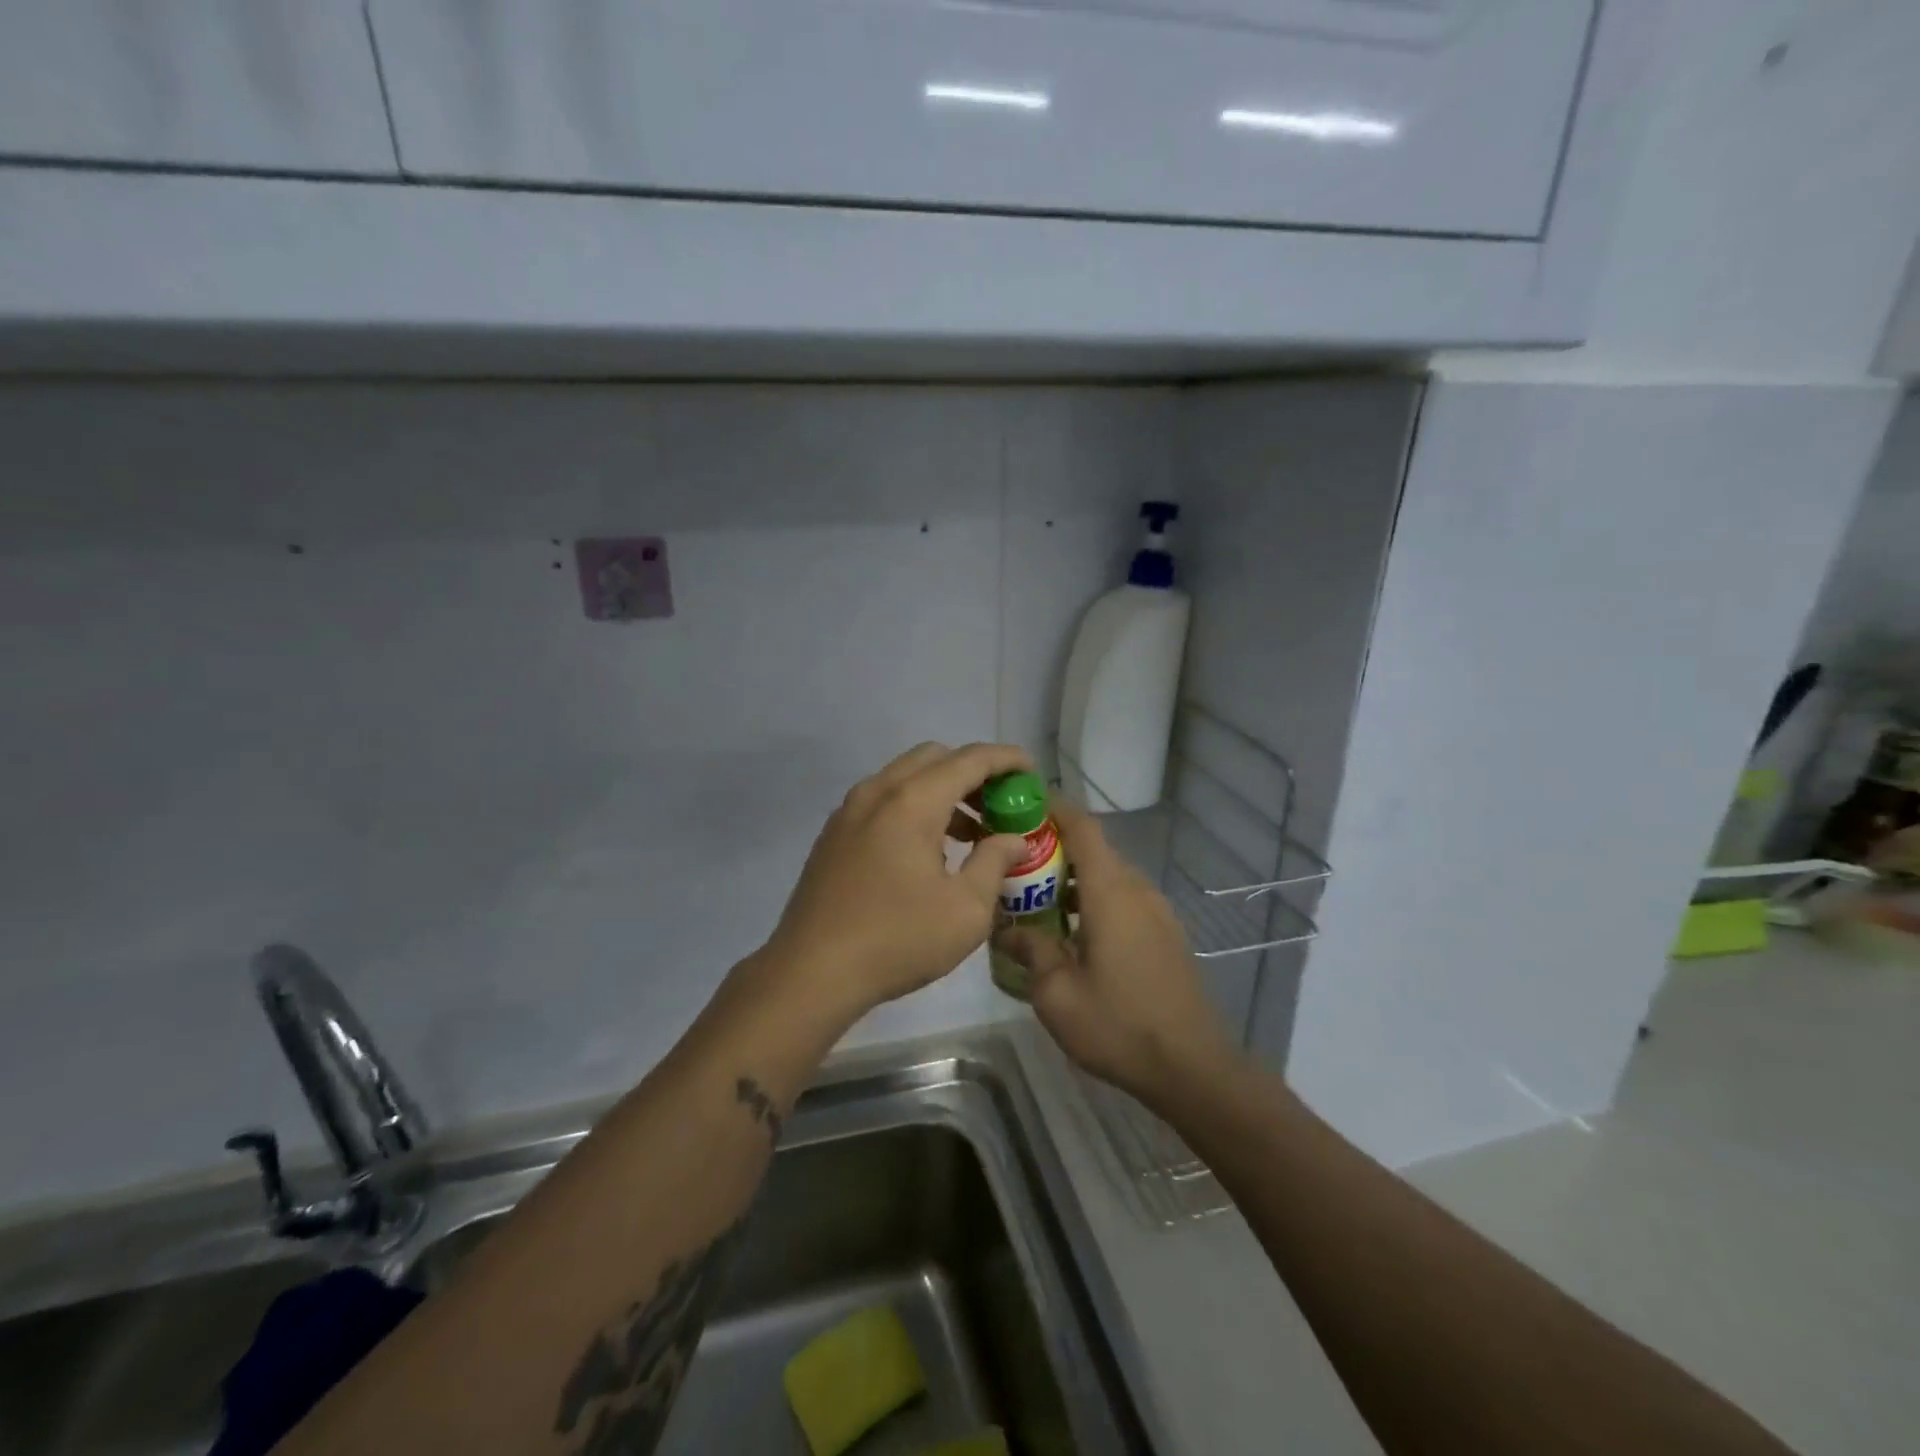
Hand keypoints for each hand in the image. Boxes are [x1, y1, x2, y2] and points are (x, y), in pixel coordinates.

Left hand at [766, 742, 1032, 1021]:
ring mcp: (849, 811)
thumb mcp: (965, 910)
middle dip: (973, 773)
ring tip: (971, 835)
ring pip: (905, 778)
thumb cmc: (897, 939)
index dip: (1006, 759)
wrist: (811, 972)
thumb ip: (994, 862)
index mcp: (912, 801)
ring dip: (943, 792)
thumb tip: (1012, 838)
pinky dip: (914, 807)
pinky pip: (883, 801)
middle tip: (1000, 806)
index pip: (970, 759)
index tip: (1031, 772)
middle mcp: (878, 792)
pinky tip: (927, 853)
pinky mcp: (834, 834)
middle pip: (934, 758)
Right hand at [995, 800, 1240, 1107]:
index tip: (1022, 802)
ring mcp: (1158, 912)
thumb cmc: (1119, 1025)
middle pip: (1094, 850)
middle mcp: (1137, 891)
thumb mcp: (1057, 994)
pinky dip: (1094, 900)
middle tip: (1014, 863)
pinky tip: (1073, 933)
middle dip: (1054, 848)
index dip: (1054, 808)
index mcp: (1111, 893)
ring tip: (1037, 900)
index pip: (1083, 828)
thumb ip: (1031, 951)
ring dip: (1074, 878)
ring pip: (1109, 877)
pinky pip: (1124, 900)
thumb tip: (1008, 929)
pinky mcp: (1166, 935)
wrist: (1193, 1067)